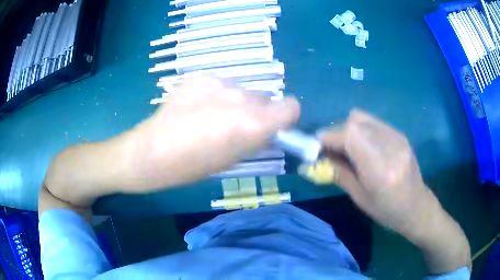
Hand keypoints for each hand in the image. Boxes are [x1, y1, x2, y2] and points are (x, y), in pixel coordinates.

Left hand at [125, 73, 299, 188]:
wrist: (152, 151)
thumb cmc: (193, 166)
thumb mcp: (234, 158)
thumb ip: (258, 137)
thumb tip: (269, 127)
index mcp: (254, 123)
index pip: (291, 106)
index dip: (285, 117)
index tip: (273, 126)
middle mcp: (242, 96)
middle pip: (265, 97)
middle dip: (256, 111)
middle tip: (233, 125)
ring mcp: (219, 81)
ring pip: (242, 89)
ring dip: (235, 101)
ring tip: (209, 116)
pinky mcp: (200, 75)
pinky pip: (220, 84)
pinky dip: (215, 94)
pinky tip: (195, 106)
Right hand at [302, 109, 469, 272]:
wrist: (417, 207)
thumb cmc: (387, 210)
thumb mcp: (359, 197)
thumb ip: (336, 174)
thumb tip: (307, 165)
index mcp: (379, 168)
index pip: (349, 136)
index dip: (328, 137)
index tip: (314, 147)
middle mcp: (390, 145)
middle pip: (354, 121)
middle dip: (336, 133)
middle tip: (331, 150)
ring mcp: (397, 136)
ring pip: (363, 118)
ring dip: (348, 129)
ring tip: (347, 148)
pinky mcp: (400, 134)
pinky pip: (373, 122)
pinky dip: (361, 130)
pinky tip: (363, 147)